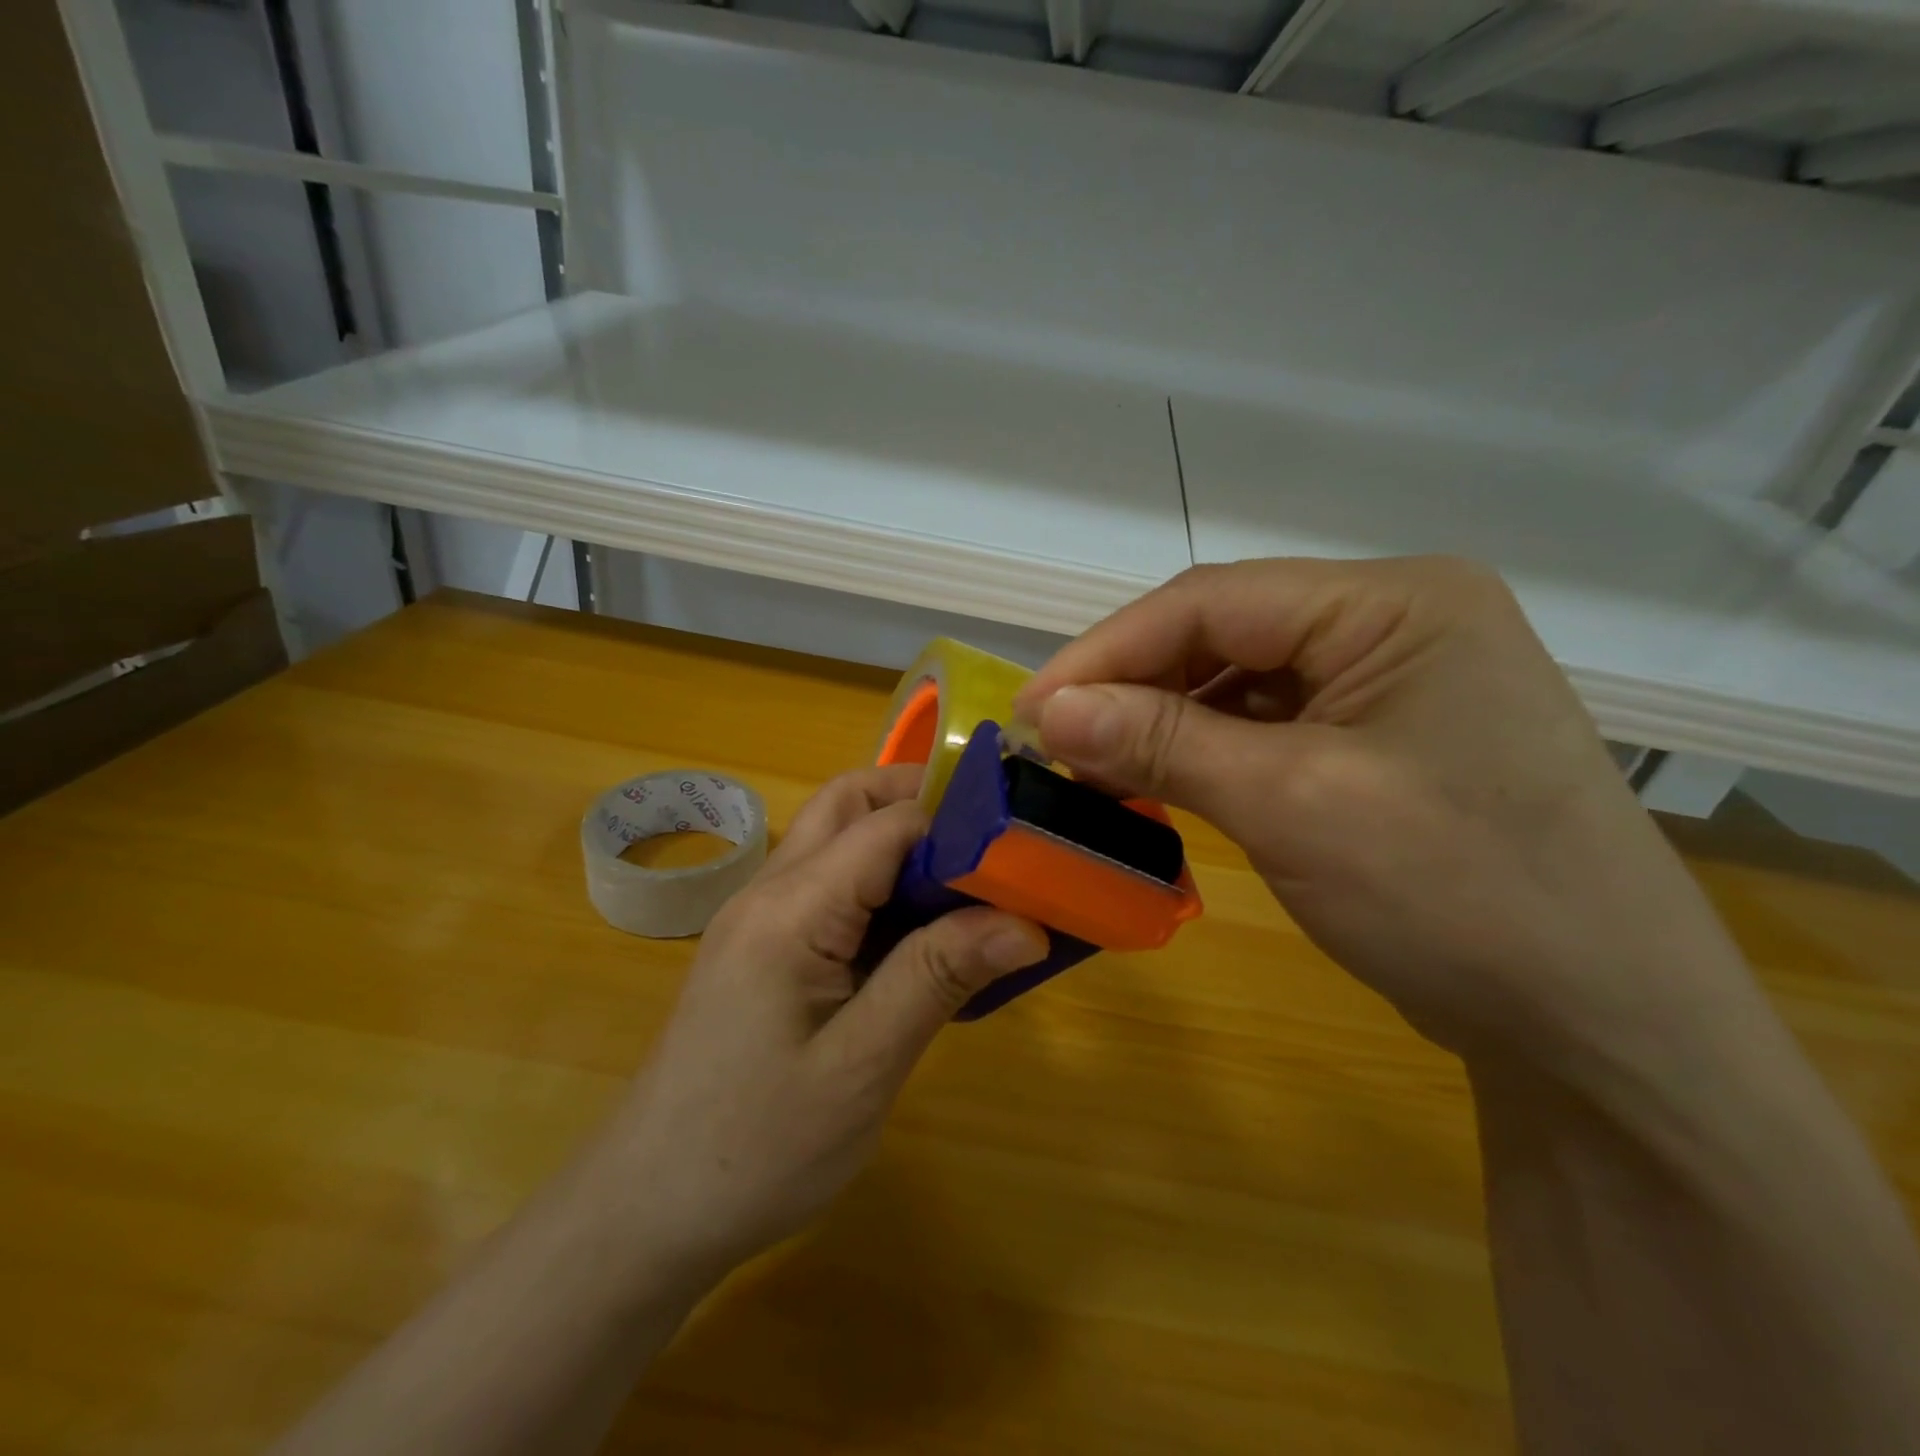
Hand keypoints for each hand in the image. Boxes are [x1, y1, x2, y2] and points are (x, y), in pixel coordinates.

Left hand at [602, 765, 1046, 1289]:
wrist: (646, 1213)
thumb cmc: (754, 1149)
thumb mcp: (861, 1068)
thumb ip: (938, 978)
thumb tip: (1024, 921)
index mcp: (792, 908)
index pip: (886, 822)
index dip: (957, 821)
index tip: (1022, 846)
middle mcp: (770, 891)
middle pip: (849, 804)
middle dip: (923, 804)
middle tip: (991, 846)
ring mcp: (760, 917)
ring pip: (837, 839)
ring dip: (902, 843)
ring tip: (971, 887)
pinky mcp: (763, 948)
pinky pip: (829, 886)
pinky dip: (881, 885)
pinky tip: (920, 934)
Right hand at [1013, 557, 1755, 1079]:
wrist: (1604, 1030)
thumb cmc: (1458, 896)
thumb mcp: (1292, 804)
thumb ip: (1163, 742)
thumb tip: (1049, 711)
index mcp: (1396, 603)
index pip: (1214, 600)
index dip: (1108, 651)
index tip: (1032, 709)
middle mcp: (1397, 623)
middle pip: (1226, 633)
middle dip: (1134, 686)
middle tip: (1055, 743)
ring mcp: (1394, 683)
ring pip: (1241, 680)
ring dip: (1164, 720)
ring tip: (1095, 765)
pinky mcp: (1384, 740)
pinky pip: (1270, 724)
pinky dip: (1207, 750)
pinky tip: (1162, 779)